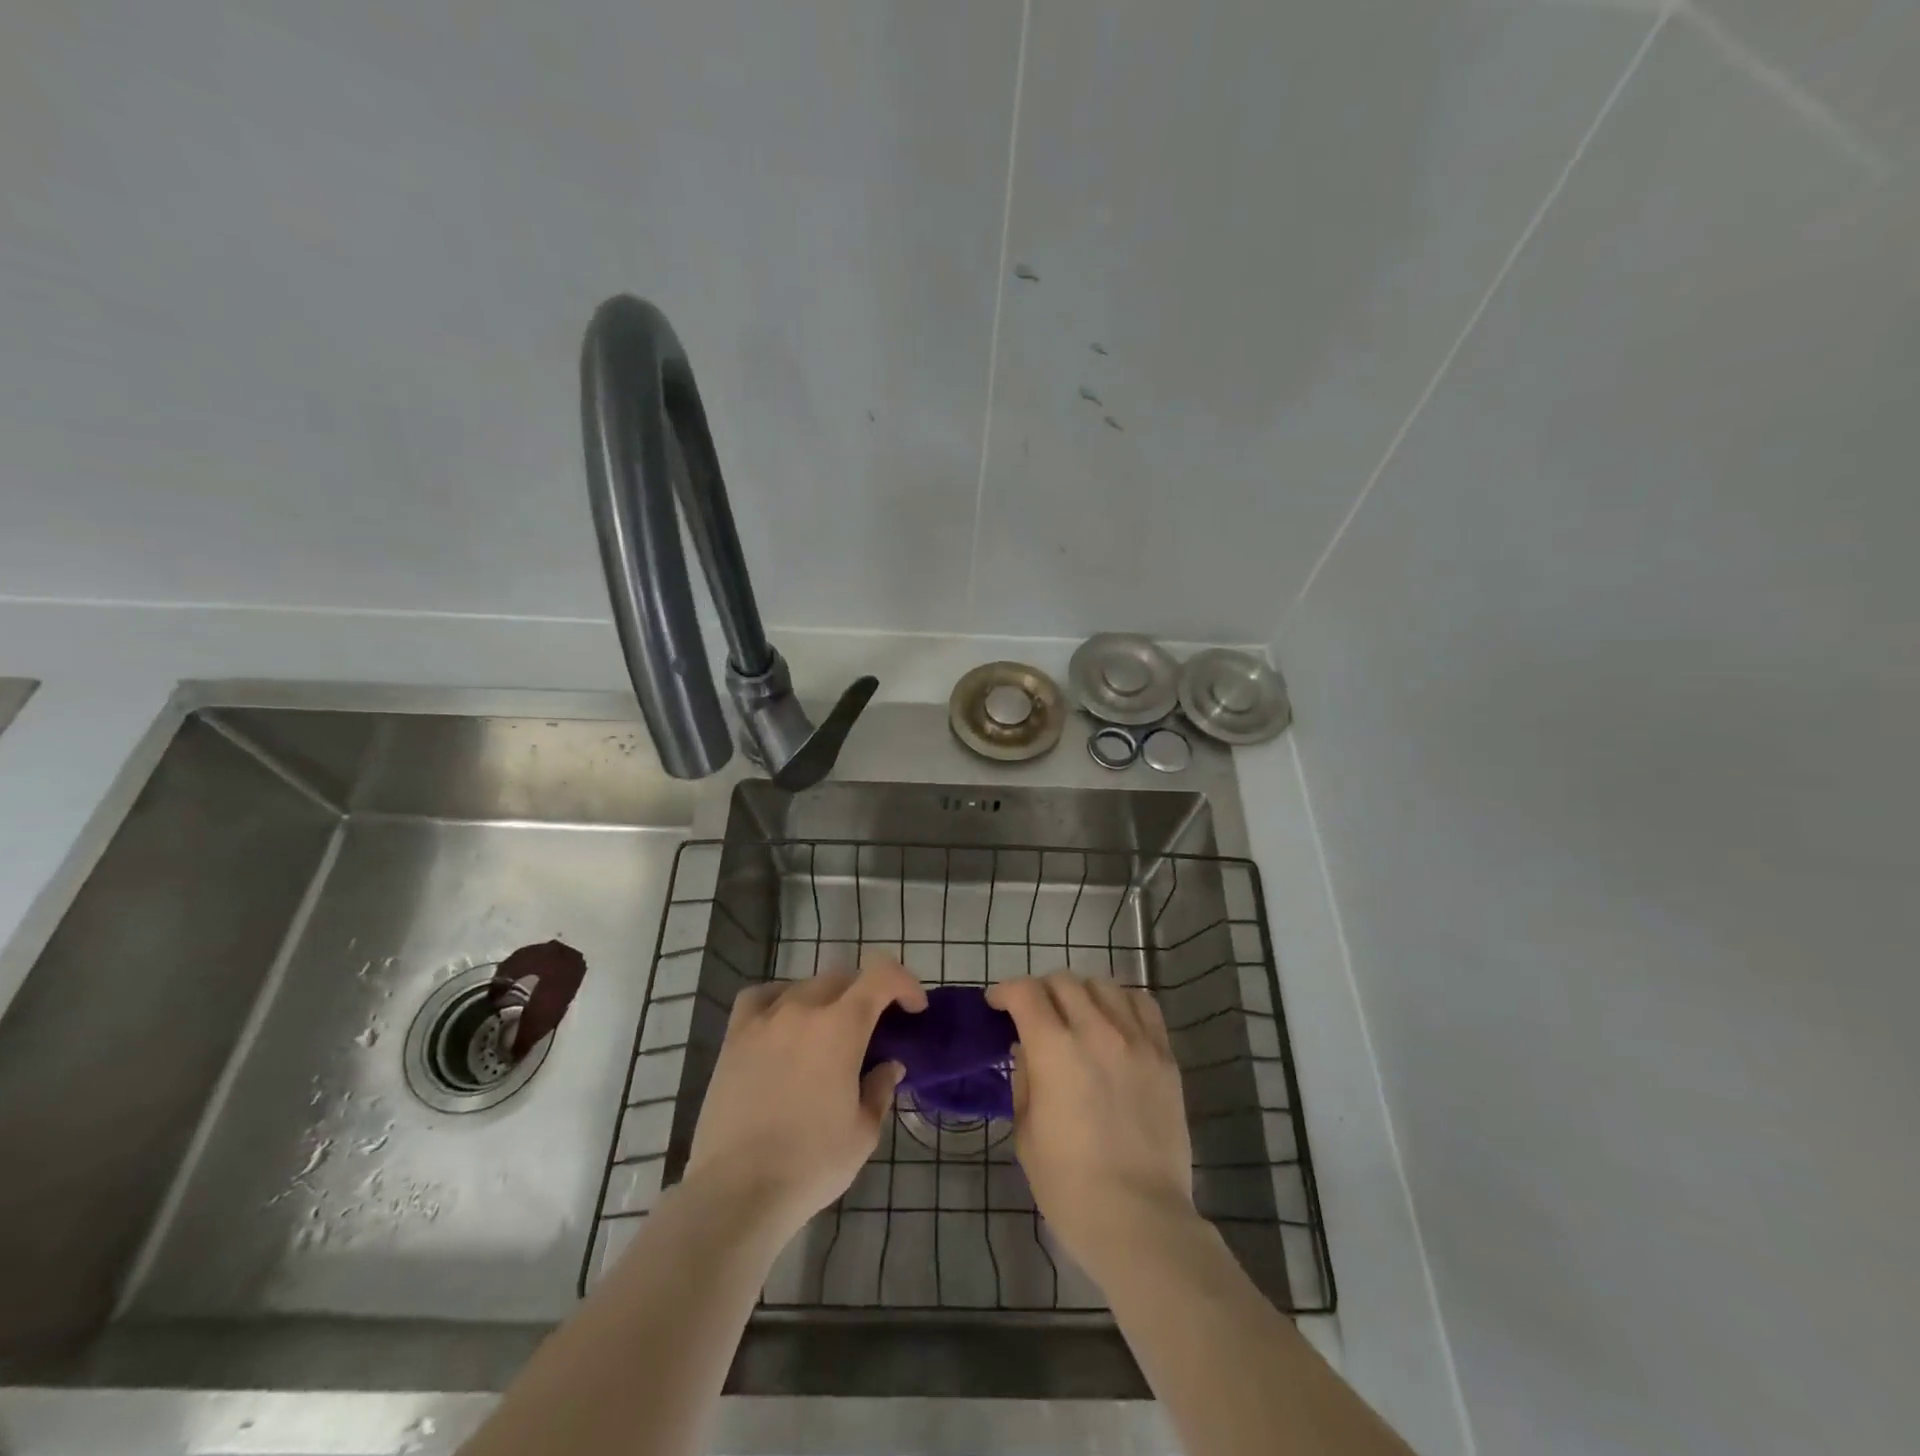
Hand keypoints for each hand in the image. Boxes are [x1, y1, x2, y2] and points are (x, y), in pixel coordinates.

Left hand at [685, 955, 924, 1240]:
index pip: (882, 975)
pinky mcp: (735, 1036)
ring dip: (827, 1000)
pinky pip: (762, 997)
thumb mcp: (863, 1132)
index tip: (914, 1009)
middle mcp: (804, 1009)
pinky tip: (783, 1022)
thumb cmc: (811, 1164)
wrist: (737, 1191)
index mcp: (842, 1026)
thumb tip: (888, 1065)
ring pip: (805, 985)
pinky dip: (780, 999)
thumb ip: (880, 1089)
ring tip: (829, 1030)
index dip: (905, 984)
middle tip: (874, 1028)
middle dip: (867, 995)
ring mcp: (765, 1019)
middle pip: (844, 978)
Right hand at [988, 972, 1196, 1278]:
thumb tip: (1027, 1049)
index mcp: (1054, 1050)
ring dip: (1080, 993)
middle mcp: (1096, 1031)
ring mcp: (1136, 1040)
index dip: (1005, 991)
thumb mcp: (1026, 1133)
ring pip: (1103, 985)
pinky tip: (1114, 1022)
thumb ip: (1024, 1079)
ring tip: (1076, 1016)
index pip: (1025, 993)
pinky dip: (1121, 1003)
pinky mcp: (1164, 1055)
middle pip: (1063, 982)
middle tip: (1034, 1015)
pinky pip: (1142, 1005)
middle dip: (1040, 991)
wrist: (1140, 1219)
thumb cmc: (1070, 1186)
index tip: (997, 1005)